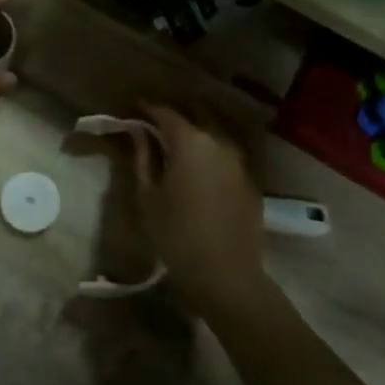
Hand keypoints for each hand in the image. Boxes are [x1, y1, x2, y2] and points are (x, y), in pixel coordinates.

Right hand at [129, 105, 265, 318]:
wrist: (226, 274)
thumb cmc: (176, 234)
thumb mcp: (148, 195)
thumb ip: (143, 157)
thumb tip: (138, 132)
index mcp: (190, 142)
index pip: (166, 113)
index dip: (148, 109)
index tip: (134, 110)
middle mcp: (218, 142)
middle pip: (194, 117)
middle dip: (173, 117)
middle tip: (154, 124)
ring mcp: (239, 161)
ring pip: (213, 136)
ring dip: (194, 135)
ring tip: (174, 146)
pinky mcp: (250, 181)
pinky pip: (225, 157)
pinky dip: (210, 155)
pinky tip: (198, 170)